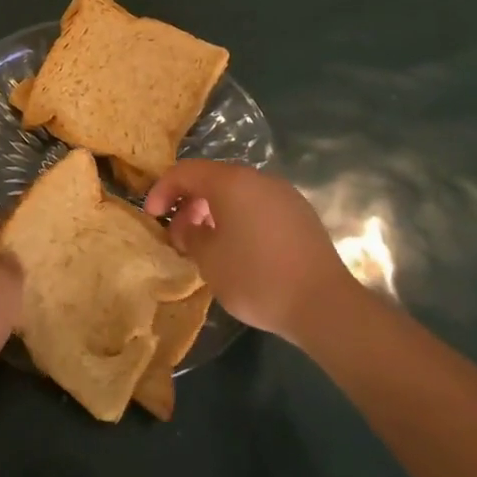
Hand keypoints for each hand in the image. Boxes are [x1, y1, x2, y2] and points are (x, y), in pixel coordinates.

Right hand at [143, 161, 357, 346]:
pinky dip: (240, 218)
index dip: (162, 190)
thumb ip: (190, 235)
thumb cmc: (256, 278)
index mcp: (231, 182)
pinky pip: (259, 206)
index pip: (185, 172)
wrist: (324, 304)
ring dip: (214, 211)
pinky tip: (240, 249)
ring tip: (207, 244)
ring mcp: (283, 194)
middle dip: (189, 203)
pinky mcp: (301, 214)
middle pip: (213, 179)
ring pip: (238, 193)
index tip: (152, 216)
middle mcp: (258, 178)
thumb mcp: (209, 260)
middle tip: (179, 235)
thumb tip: (189, 227)